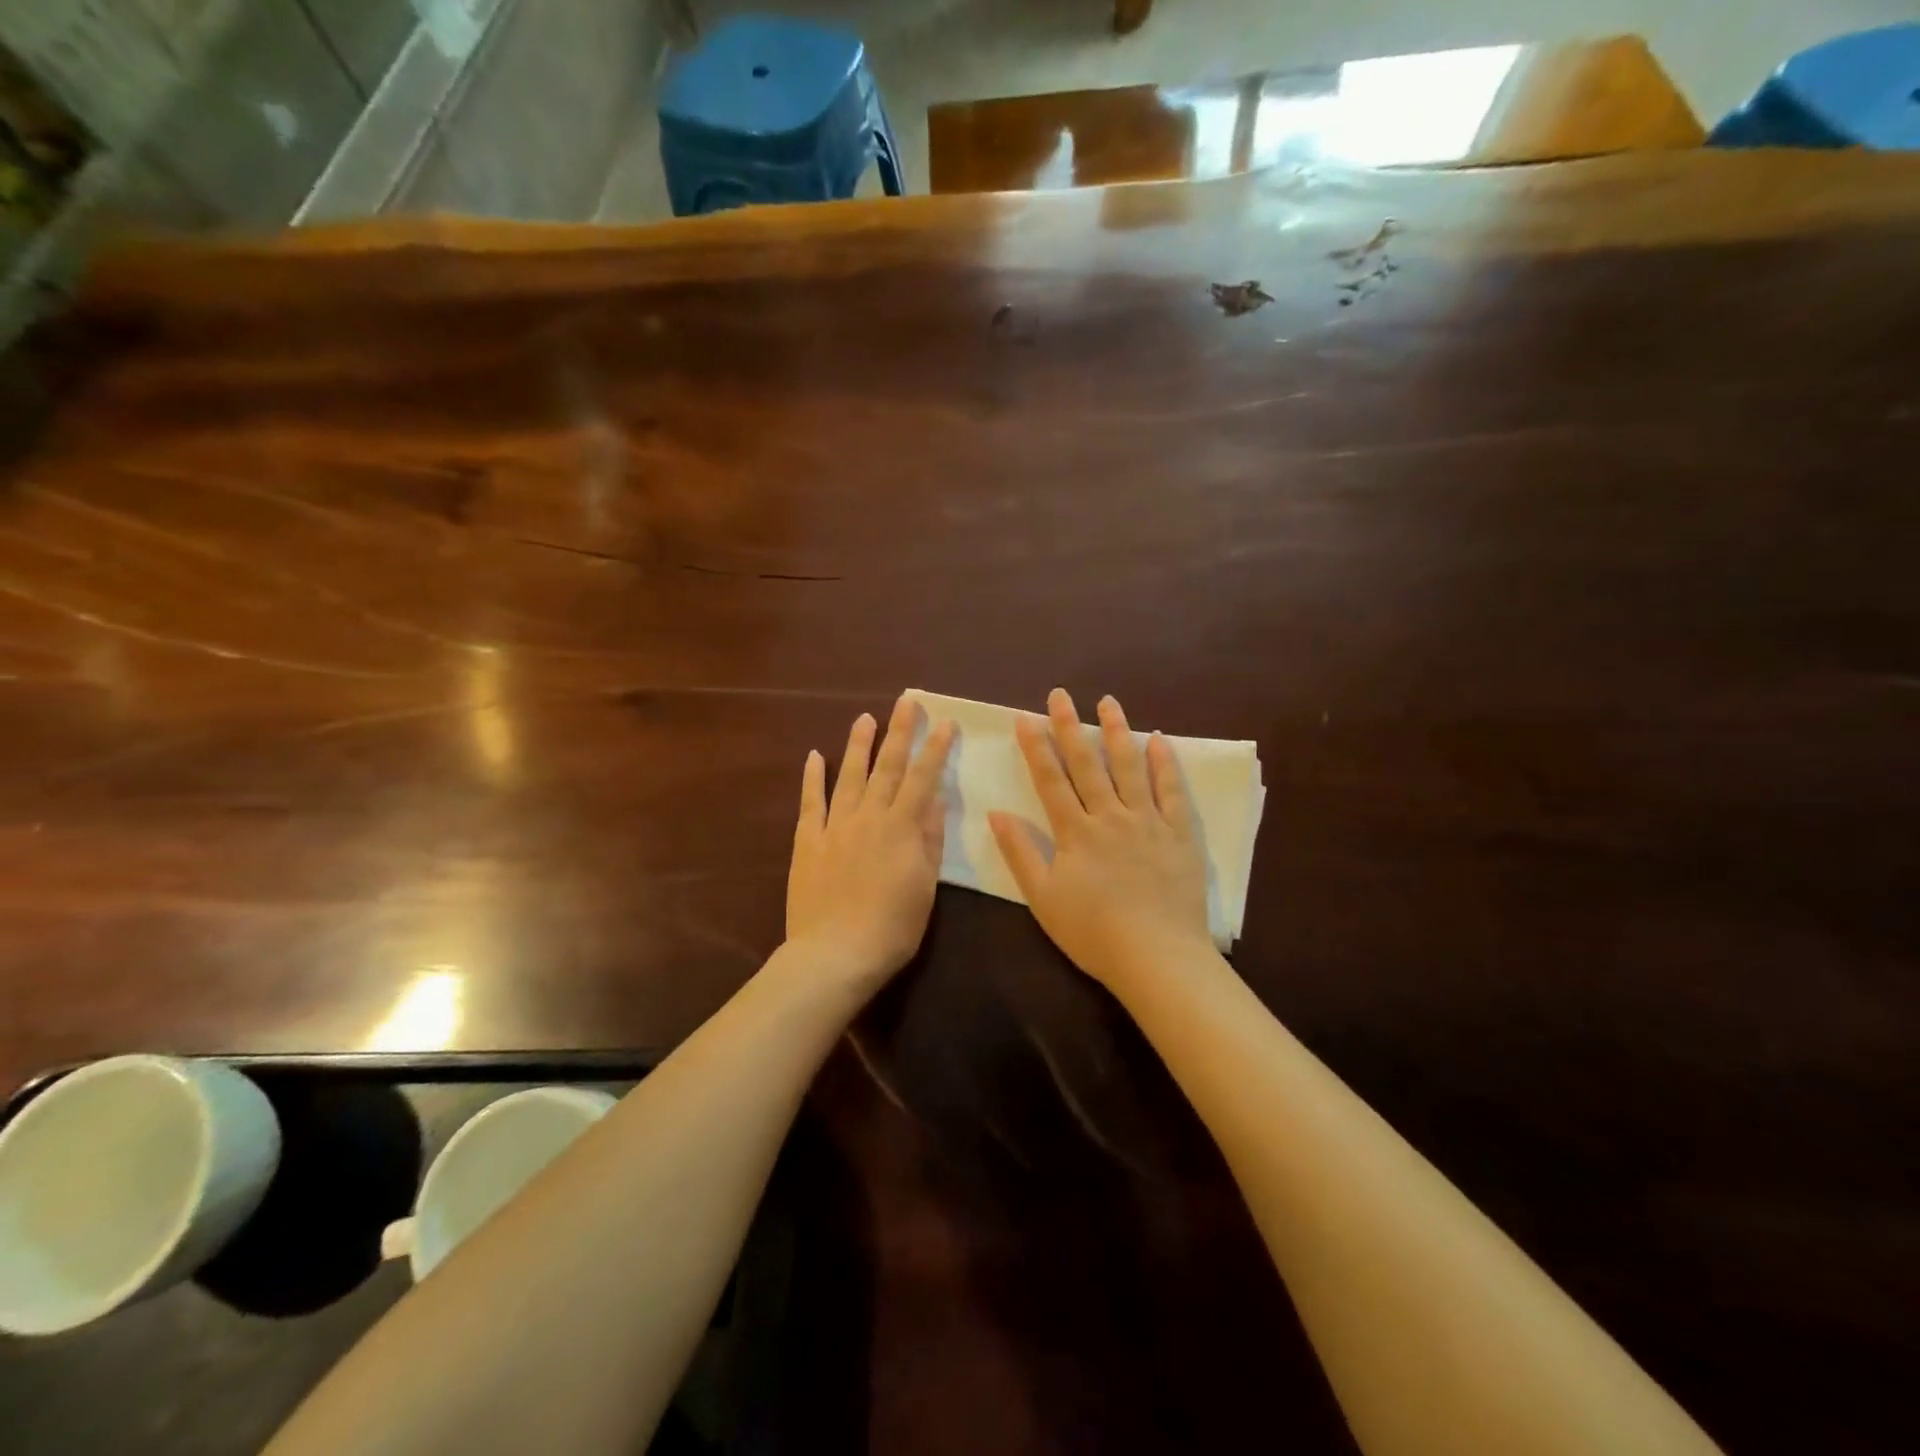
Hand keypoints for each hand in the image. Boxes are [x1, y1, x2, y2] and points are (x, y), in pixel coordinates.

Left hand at [787, 696, 956, 987]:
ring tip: (865, 718)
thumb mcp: (925, 885)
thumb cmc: (892, 926)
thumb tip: (934, 799)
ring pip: (849, 776)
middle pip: (887, 767)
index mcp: (901, 828)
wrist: (835, 954)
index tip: (944, 722)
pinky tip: (815, 756)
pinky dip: (813, 778)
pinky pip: (810, 803)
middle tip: (907, 702)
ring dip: (858, 745)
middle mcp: (868, 817)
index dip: (934, 749)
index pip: (922, 778)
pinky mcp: (808, 842)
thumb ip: (929, 839)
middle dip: (899, 732)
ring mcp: (834, 827)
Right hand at [989, 689, 1212, 992]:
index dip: (1037, 747)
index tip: (1026, 717)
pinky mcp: (1179, 833)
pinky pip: (1172, 791)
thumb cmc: (1093, 932)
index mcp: (1075, 832)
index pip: (1050, 780)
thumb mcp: (1043, 898)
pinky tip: (1158, 740)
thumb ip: (1020, 853)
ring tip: (1108, 702)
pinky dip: (1165, 763)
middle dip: (1070, 726)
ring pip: (1129, 767)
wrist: (1156, 957)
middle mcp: (1110, 816)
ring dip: (1117, 731)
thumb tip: (996, 813)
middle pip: (1086, 764)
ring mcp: (1148, 821)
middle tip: (1060, 695)